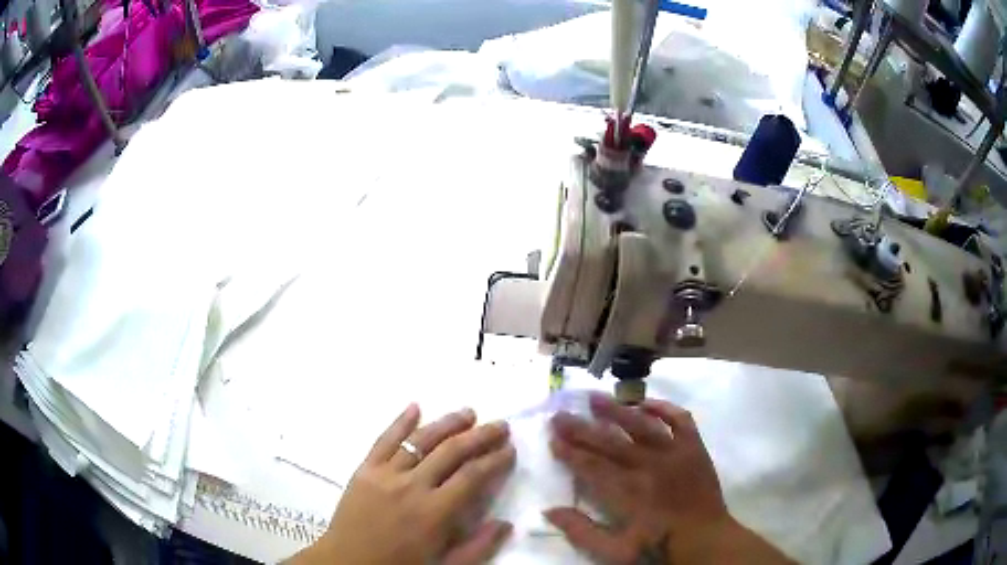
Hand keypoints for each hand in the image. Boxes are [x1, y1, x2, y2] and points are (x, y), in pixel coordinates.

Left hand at [292, 404, 515, 564]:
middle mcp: (412, 486)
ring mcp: (385, 474)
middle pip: (451, 451)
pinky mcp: (364, 470)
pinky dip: (400, 422)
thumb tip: (506, 523)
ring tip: (468, 412)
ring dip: (447, 423)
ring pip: (421, 440)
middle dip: (480, 436)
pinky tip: (415, 406)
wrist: (348, 563)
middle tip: (501, 425)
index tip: (510, 450)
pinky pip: (384, 440)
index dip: (494, 460)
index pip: (472, 476)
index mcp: (434, 512)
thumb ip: (478, 546)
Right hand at [544, 393, 791, 563]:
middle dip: (582, 429)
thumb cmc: (659, 548)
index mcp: (629, 492)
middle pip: (610, 442)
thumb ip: (582, 532)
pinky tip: (645, 402)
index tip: (553, 439)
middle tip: (561, 415)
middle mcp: (650, 466)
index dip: (570, 452)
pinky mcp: (694, 447)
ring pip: (642, 424)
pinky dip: (663, 408)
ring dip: (617, 410)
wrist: (705, 540)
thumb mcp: (616, 551)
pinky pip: (680, 419)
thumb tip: (550, 510)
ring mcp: (675, 452)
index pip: (592, 466)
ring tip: (595, 398)